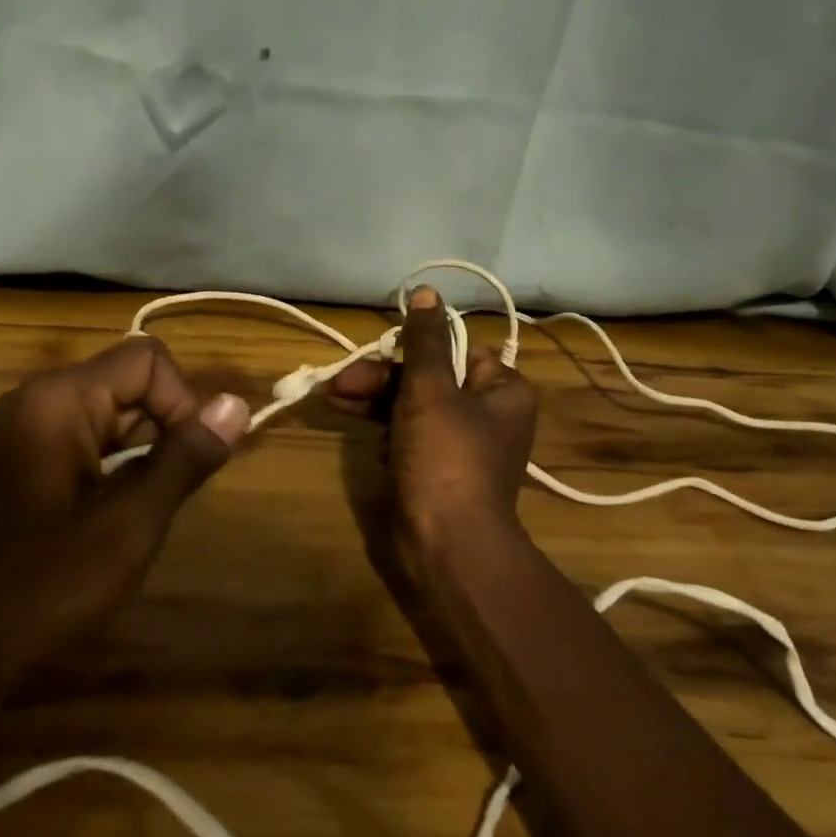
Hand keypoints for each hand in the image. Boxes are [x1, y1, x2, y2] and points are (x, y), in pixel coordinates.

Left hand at [0, 337, 250, 691]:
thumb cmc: (41, 588)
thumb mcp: (129, 525)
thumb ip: (185, 458)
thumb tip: (238, 404)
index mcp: (59, 400)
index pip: (148, 361)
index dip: (182, 403)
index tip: (184, 465)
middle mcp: (38, 398)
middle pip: (130, 382)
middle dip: (162, 431)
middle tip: (161, 499)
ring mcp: (24, 428)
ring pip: (112, 413)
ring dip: (140, 453)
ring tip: (136, 514)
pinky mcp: (20, 458)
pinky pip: (86, 438)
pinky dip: (113, 466)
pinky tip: (110, 517)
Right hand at [327, 286, 536, 548]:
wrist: (448, 545)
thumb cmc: (446, 457)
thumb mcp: (432, 389)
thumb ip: (426, 340)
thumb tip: (427, 291)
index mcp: (502, 390)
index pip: (456, 350)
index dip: (415, 348)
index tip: (379, 350)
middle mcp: (487, 414)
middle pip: (429, 378)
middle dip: (382, 378)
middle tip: (341, 382)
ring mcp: (461, 445)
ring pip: (413, 406)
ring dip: (374, 400)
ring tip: (333, 397)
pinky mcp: (437, 470)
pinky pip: (409, 436)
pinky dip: (385, 430)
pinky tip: (358, 427)